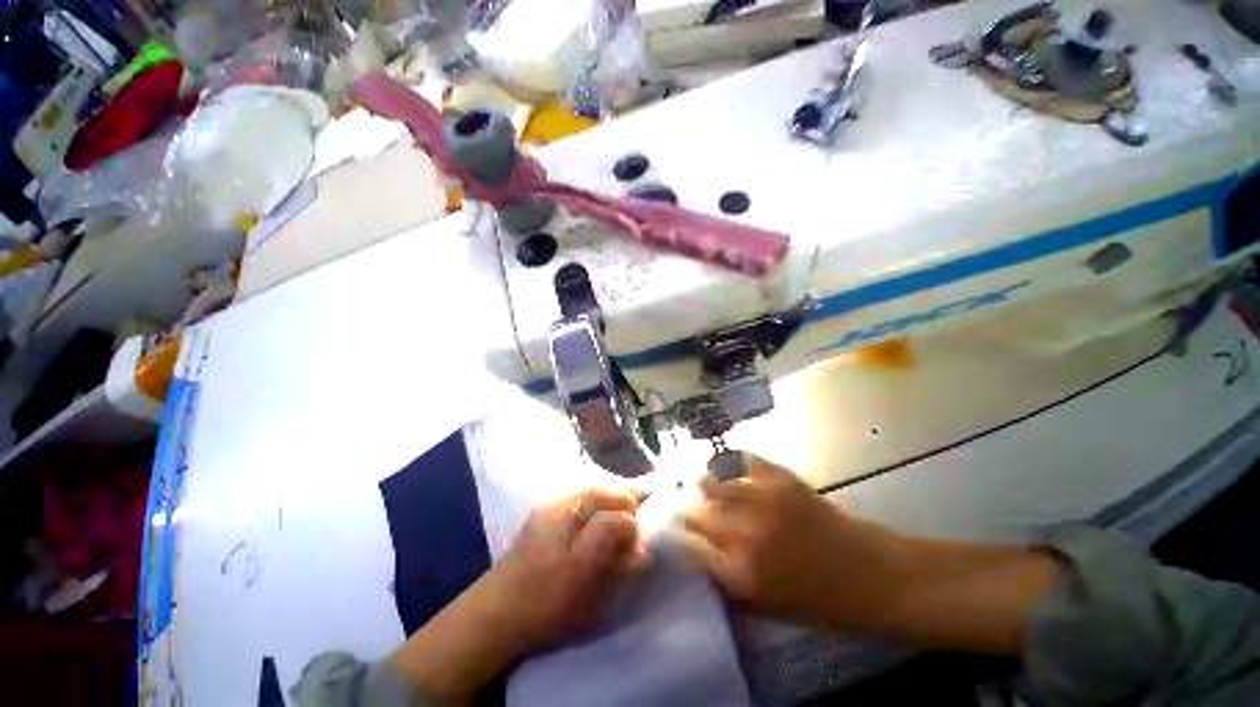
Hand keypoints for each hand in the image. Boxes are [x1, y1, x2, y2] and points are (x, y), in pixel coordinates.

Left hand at [392, 487, 649, 700]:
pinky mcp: (548, 551)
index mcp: (565, 507)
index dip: (639, 506)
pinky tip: (603, 568)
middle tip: (641, 550)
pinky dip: (601, 548)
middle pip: (605, 501)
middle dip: (629, 520)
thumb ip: (609, 534)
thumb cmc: (542, 596)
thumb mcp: (582, 565)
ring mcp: (550, 529)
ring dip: (616, 536)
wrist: (495, 623)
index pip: (614, 489)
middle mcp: (557, 509)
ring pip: (596, 520)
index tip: (655, 533)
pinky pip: (585, 537)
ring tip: (625, 563)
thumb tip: (633, 518)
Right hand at [681, 456, 907, 629]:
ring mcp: (767, 503)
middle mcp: (745, 535)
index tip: (680, 538)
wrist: (867, 574)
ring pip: (717, 485)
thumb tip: (700, 557)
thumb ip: (725, 582)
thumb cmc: (816, 602)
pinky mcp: (789, 482)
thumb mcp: (760, 606)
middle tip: (693, 517)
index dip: (681, 541)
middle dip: (691, 515)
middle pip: (697, 513)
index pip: (688, 547)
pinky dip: (737, 467)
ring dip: (709, 490)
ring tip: (705, 491)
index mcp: (737, 573)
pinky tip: (734, 470)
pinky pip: (749, 464)